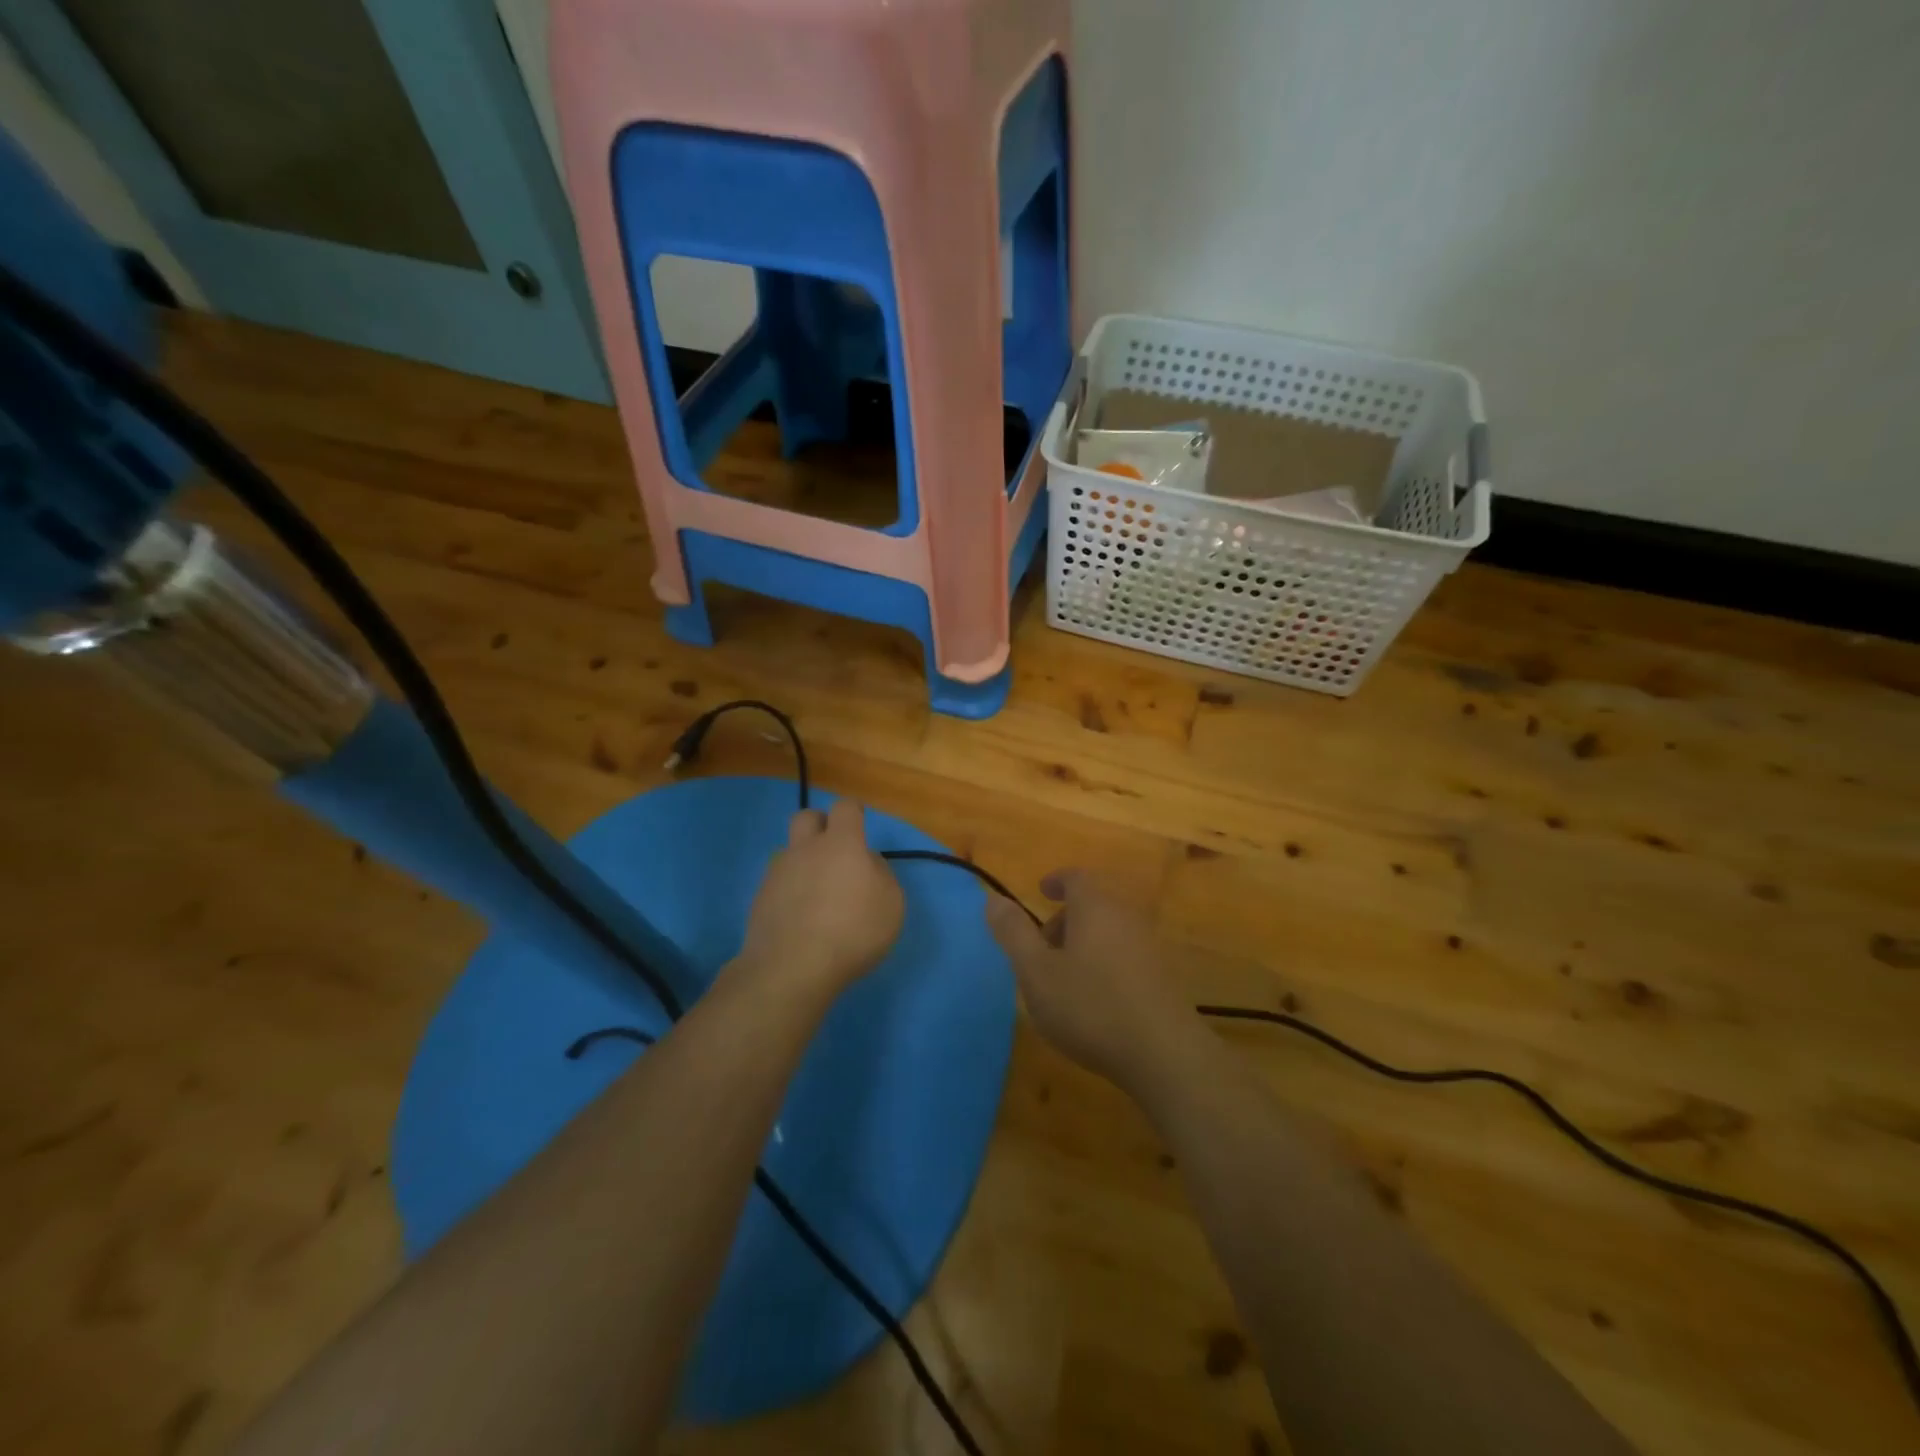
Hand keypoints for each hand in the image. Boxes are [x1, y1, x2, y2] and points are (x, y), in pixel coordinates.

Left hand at [734, 799, 904, 1001]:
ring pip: (789, 852)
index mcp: (841, 844)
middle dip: (820, 825)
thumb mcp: (891, 905)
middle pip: (806, 817)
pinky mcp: (760, 899)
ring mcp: (778, 873)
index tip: (860, 823)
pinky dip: (790, 892)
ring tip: (818, 895)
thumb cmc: (853, 931)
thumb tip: (867, 864)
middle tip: (834, 849)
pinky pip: (778, 883)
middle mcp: (805, 849)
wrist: (792, 967)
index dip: (853, 812)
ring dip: (803, 863)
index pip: (844, 808)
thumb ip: (881, 875)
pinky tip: (800, 918)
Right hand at [986, 870, 1196, 1092]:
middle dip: (1064, 919)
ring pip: (1108, 931)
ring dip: (1083, 944)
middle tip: (1041, 948)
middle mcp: (1126, 917)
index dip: (1057, 881)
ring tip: (1062, 980)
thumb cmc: (1090, 1006)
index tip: (1042, 891)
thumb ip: (1013, 933)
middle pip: (1093, 905)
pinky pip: (1124, 955)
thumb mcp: (1037, 972)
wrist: (1164, 1054)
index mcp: (1095, 907)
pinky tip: (1094, 1001)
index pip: (1076, 877)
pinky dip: (1102, 963)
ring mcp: (1148, 947)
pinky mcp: (1162, 978)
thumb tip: (993, 898)